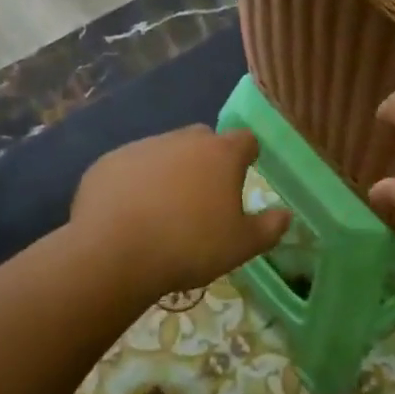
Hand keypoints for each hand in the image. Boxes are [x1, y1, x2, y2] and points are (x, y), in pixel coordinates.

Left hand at [72, 125, 290, 295]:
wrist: (114, 253)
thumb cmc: (189, 246)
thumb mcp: (241, 246)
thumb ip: (269, 228)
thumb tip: (286, 215)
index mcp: (221, 154)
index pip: (245, 140)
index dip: (248, 156)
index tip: (244, 176)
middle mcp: (182, 140)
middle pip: (203, 140)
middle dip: (207, 161)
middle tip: (204, 198)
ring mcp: (141, 147)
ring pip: (164, 152)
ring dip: (170, 172)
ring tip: (164, 211)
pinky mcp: (108, 162)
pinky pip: (130, 168)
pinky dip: (135, 183)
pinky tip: (129, 214)